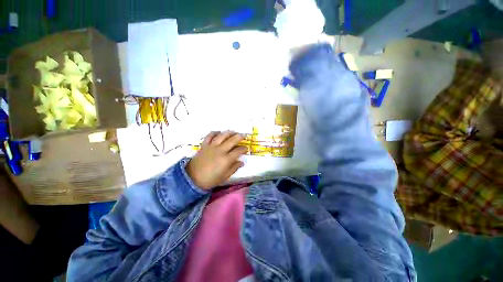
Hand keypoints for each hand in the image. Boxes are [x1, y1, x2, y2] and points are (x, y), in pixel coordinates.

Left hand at [186, 131, 247, 189]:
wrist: (192, 179)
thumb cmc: (210, 179)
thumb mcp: (225, 176)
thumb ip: (234, 168)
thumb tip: (242, 162)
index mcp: (226, 159)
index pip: (238, 151)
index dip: (244, 149)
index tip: (246, 149)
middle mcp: (220, 150)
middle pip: (232, 140)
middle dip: (240, 136)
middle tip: (244, 135)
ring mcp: (211, 146)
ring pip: (222, 135)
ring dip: (229, 132)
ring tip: (234, 132)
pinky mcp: (204, 145)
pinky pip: (210, 136)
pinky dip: (215, 132)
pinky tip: (219, 132)